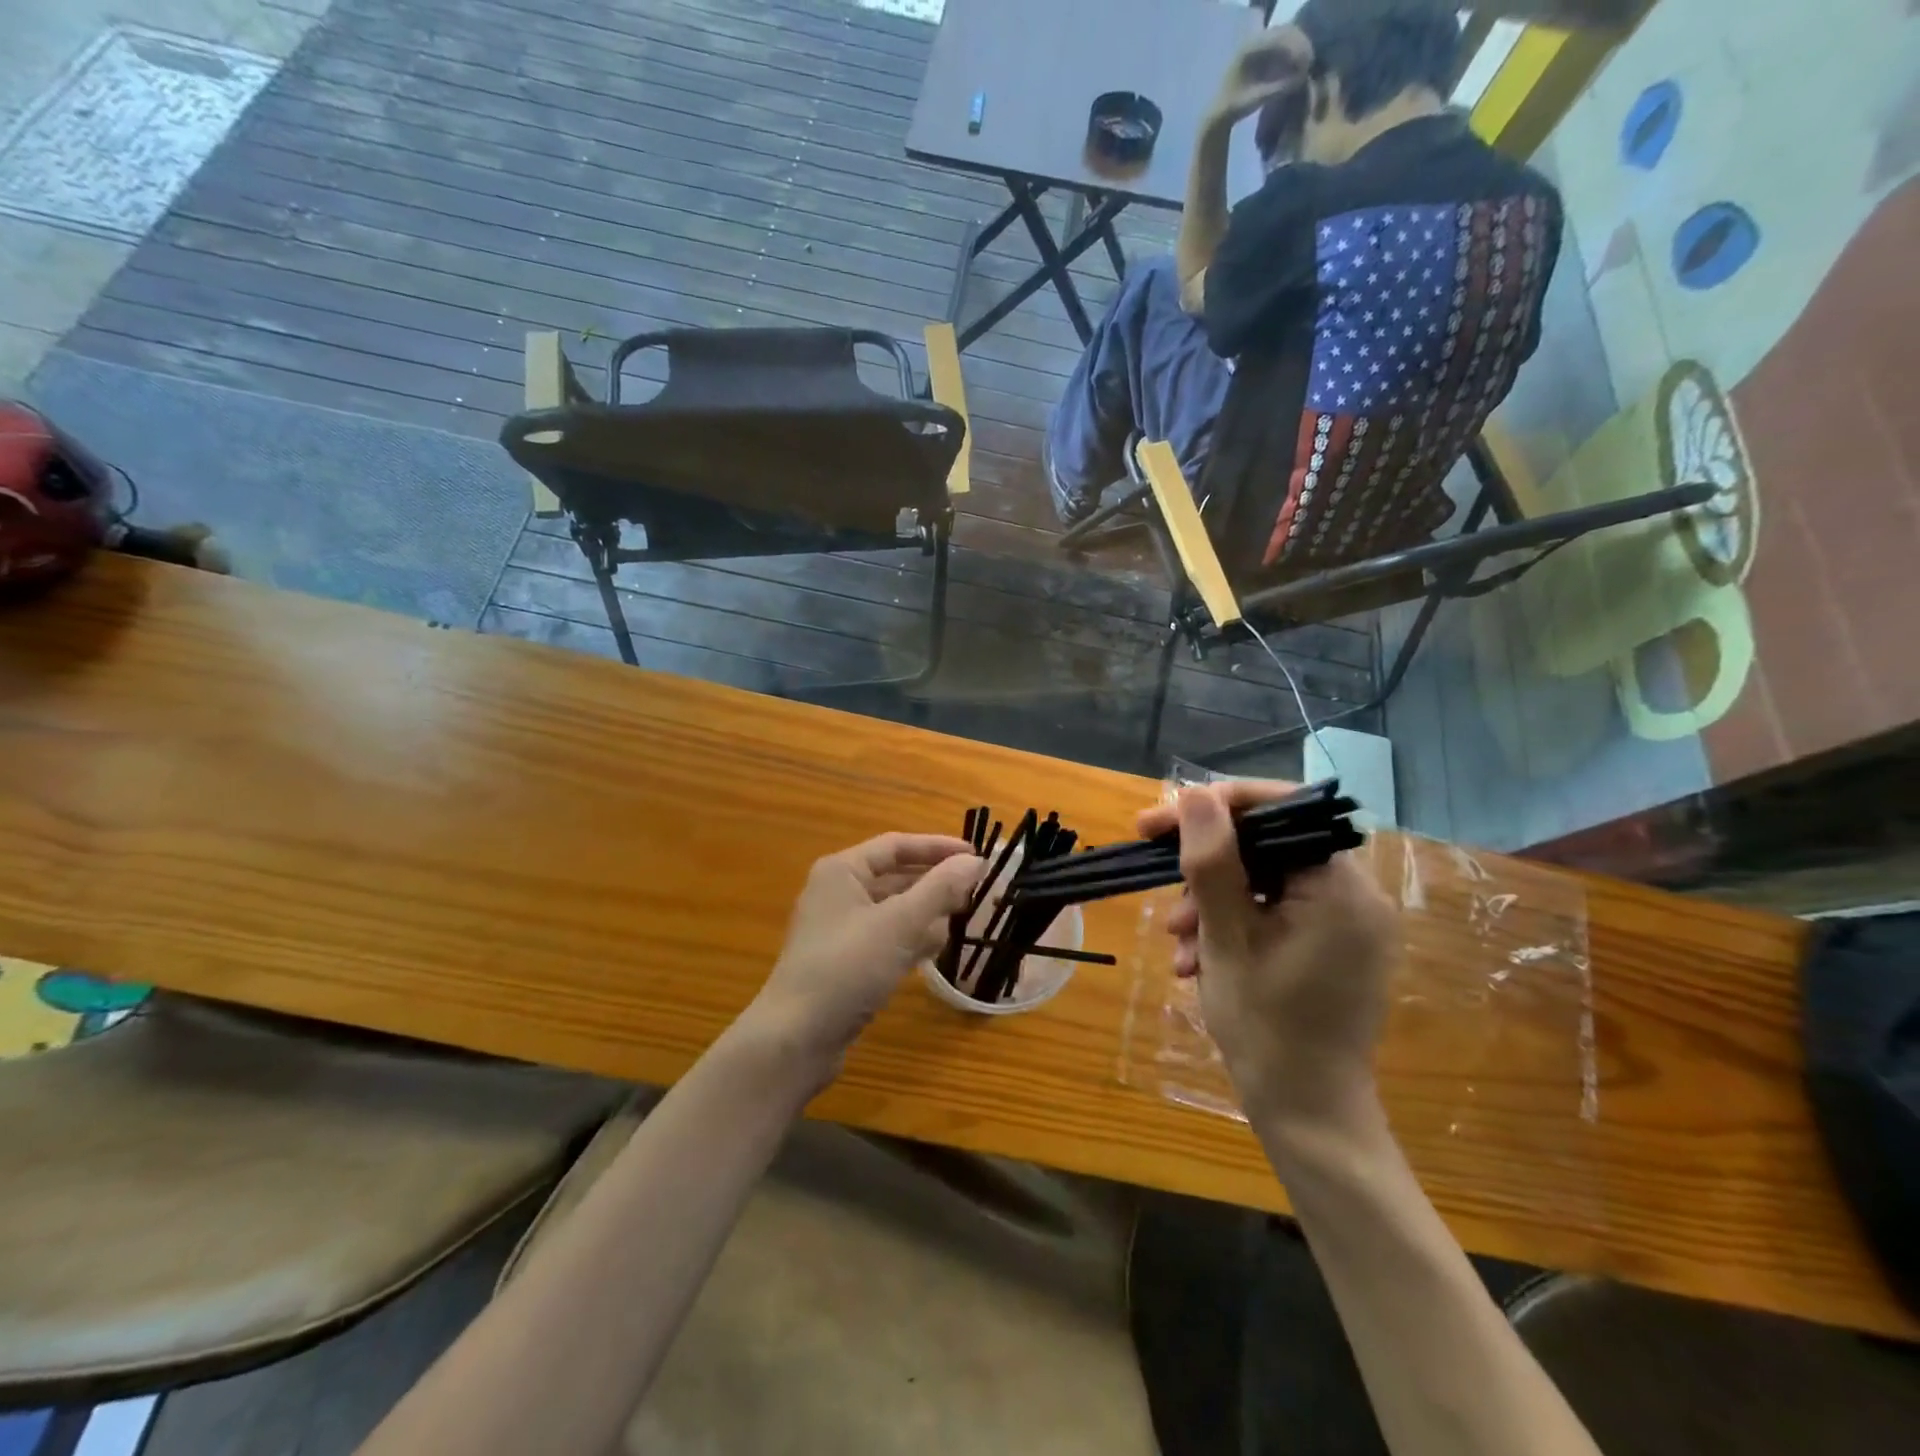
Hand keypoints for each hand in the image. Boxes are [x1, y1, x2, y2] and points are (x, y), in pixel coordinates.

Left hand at [751, 833, 982, 1070]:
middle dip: (935, 883)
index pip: (896, 846)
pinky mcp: (846, 961)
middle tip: (977, 890)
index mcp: (843, 871)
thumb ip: (939, 889)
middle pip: (895, 876)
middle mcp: (838, 893)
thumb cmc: (847, 968)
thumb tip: (974, 861)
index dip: (937, 847)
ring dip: (926, 912)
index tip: (976, 856)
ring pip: (893, 909)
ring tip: (964, 919)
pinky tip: (937, 948)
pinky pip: (887, 937)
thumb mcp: (899, 924)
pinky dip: (911, 938)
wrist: (796, 1039)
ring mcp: (840, 929)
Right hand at [1138, 783, 1399, 1124]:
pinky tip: (1198, 958)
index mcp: (1342, 888)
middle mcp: (1356, 896)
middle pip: (1268, 847)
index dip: (1215, 806)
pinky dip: (1235, 924)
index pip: (1280, 811)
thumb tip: (1195, 794)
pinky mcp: (1334, 946)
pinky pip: (1277, 911)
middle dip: (1207, 867)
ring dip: (1213, 901)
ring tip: (1178, 941)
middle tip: (1163, 890)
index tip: (1156, 823)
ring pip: (1266, 881)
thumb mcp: (1226, 938)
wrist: (1308, 1115)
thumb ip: (1212, 861)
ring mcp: (1347, 923)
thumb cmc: (1266, 1028)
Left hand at [1208, 25, 1311, 127]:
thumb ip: (1276, 89)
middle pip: (1285, 32)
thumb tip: (1300, 80)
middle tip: (1310, 63)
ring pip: (1285, 36)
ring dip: (1298, 48)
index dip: (1296, 47)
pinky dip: (1292, 53)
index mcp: (1250, 48)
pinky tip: (1297, 67)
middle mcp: (1254, 39)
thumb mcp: (1255, 100)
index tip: (1307, 61)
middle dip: (1300, 45)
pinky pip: (1282, 45)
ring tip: (1306, 66)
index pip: (1279, 38)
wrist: (1219, 113)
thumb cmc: (1234, 108)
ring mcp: (1258, 43)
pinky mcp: (1262, 52)